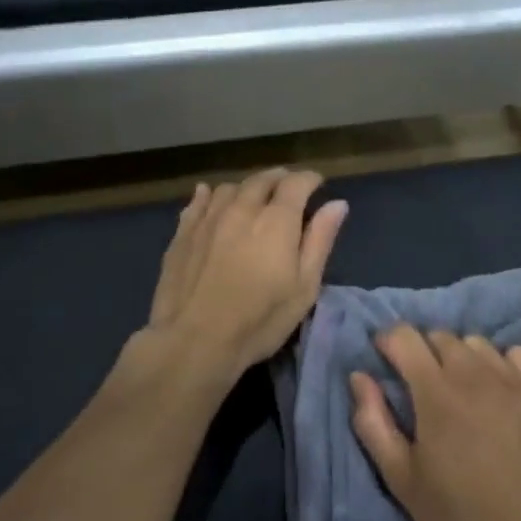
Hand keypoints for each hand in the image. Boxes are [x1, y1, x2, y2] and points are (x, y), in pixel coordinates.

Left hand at [139, 169, 347, 393]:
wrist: (194, 341)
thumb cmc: (259, 320)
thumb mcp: (304, 287)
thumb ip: (320, 241)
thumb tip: (337, 204)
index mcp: (277, 220)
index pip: (296, 183)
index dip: (309, 179)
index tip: (317, 184)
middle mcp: (242, 208)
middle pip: (262, 180)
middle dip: (279, 179)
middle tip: (288, 187)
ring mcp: (208, 218)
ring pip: (230, 187)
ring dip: (247, 188)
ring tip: (253, 197)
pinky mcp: (183, 233)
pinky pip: (198, 201)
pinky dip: (210, 195)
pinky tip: (210, 197)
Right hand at [350, 328, 520, 520]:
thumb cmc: (457, 515)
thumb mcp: (400, 478)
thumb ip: (372, 422)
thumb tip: (358, 376)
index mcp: (435, 391)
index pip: (404, 336)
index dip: (388, 343)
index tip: (385, 361)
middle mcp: (474, 374)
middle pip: (440, 336)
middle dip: (423, 351)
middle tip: (421, 386)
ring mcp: (513, 381)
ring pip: (476, 343)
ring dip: (460, 356)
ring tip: (460, 389)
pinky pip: (516, 355)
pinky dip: (500, 363)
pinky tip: (497, 392)